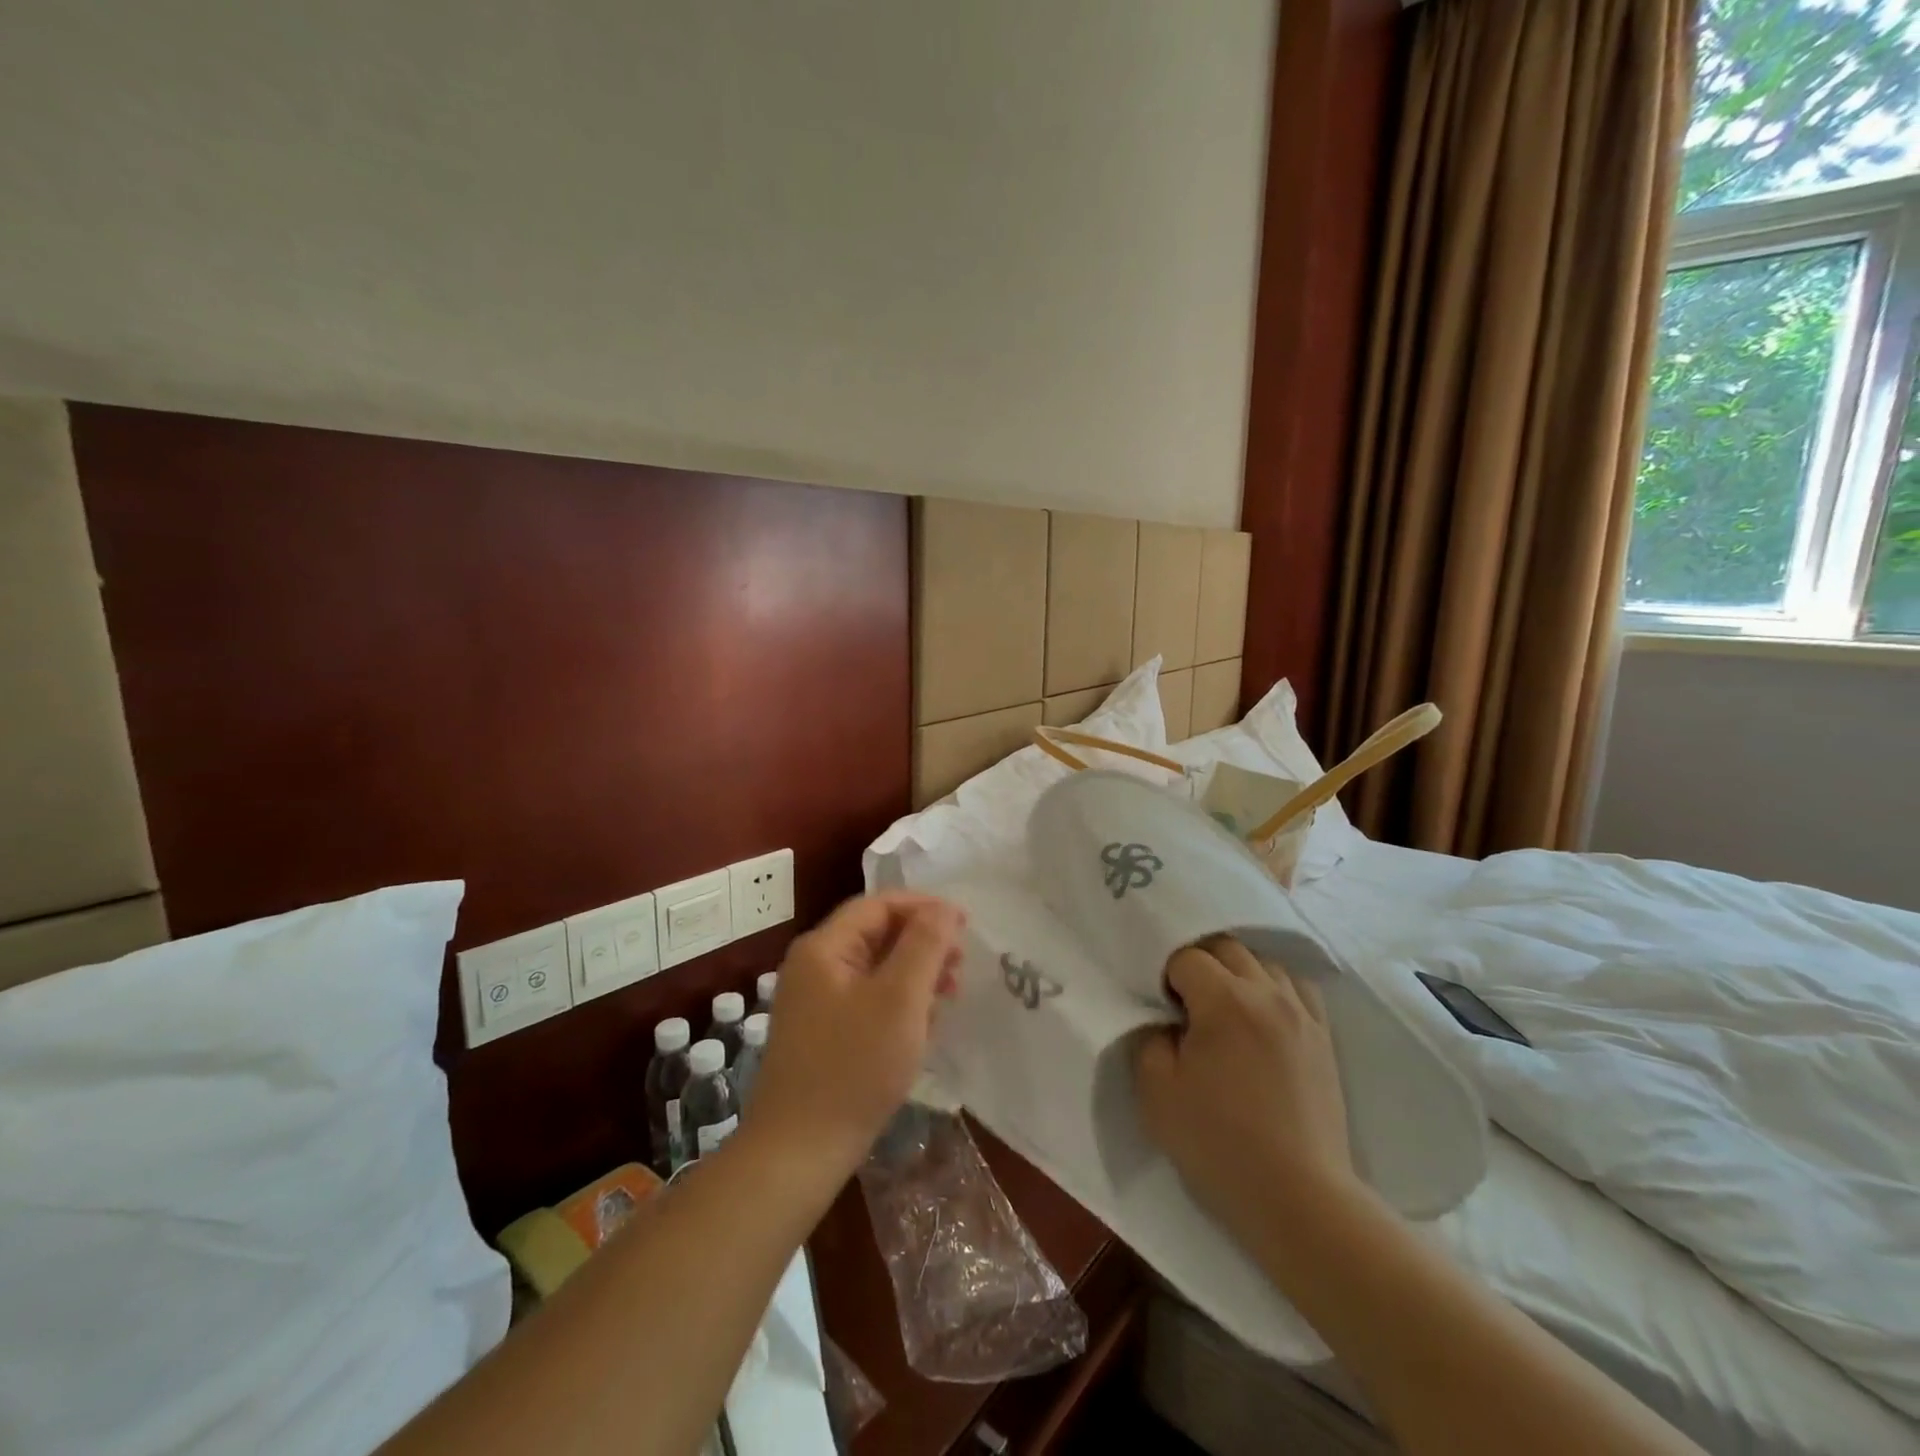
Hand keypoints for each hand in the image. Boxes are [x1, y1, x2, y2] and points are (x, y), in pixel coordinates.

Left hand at [746, 892, 965, 1176]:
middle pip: (877, 935)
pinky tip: (923, 1026)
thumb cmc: (853, 1067)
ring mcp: (815, 1002)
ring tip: (949, 997)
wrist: (798, 1154)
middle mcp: (814, 966)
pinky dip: (899, 1004)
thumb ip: (925, 945)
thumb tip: (945, 908)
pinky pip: (868, 1001)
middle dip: (923, 944)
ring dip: (915, 976)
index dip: (924, 908)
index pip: (879, 905)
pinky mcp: (823, 1034)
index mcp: (823, 948)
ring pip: (876, 970)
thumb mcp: (900, 999)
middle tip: (961, 967)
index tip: (965, 925)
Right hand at [1134, 936, 1355, 1236]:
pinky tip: (1263, 1016)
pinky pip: (1298, 989)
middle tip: (1186, 1004)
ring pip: (1264, 963)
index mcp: (1225, 1000)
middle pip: (1227, 948)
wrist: (1298, 1199)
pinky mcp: (1324, 1039)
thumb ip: (1151, 1039)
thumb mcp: (1156, 1092)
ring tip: (1225, 1009)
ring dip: (1238, 973)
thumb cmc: (1218, 1144)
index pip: (1186, 958)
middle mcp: (1267, 993)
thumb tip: (1166, 1022)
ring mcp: (1302, 1015)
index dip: (1166, 978)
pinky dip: (1275, 989)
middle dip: (1200, 964)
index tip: (1161, 1011)